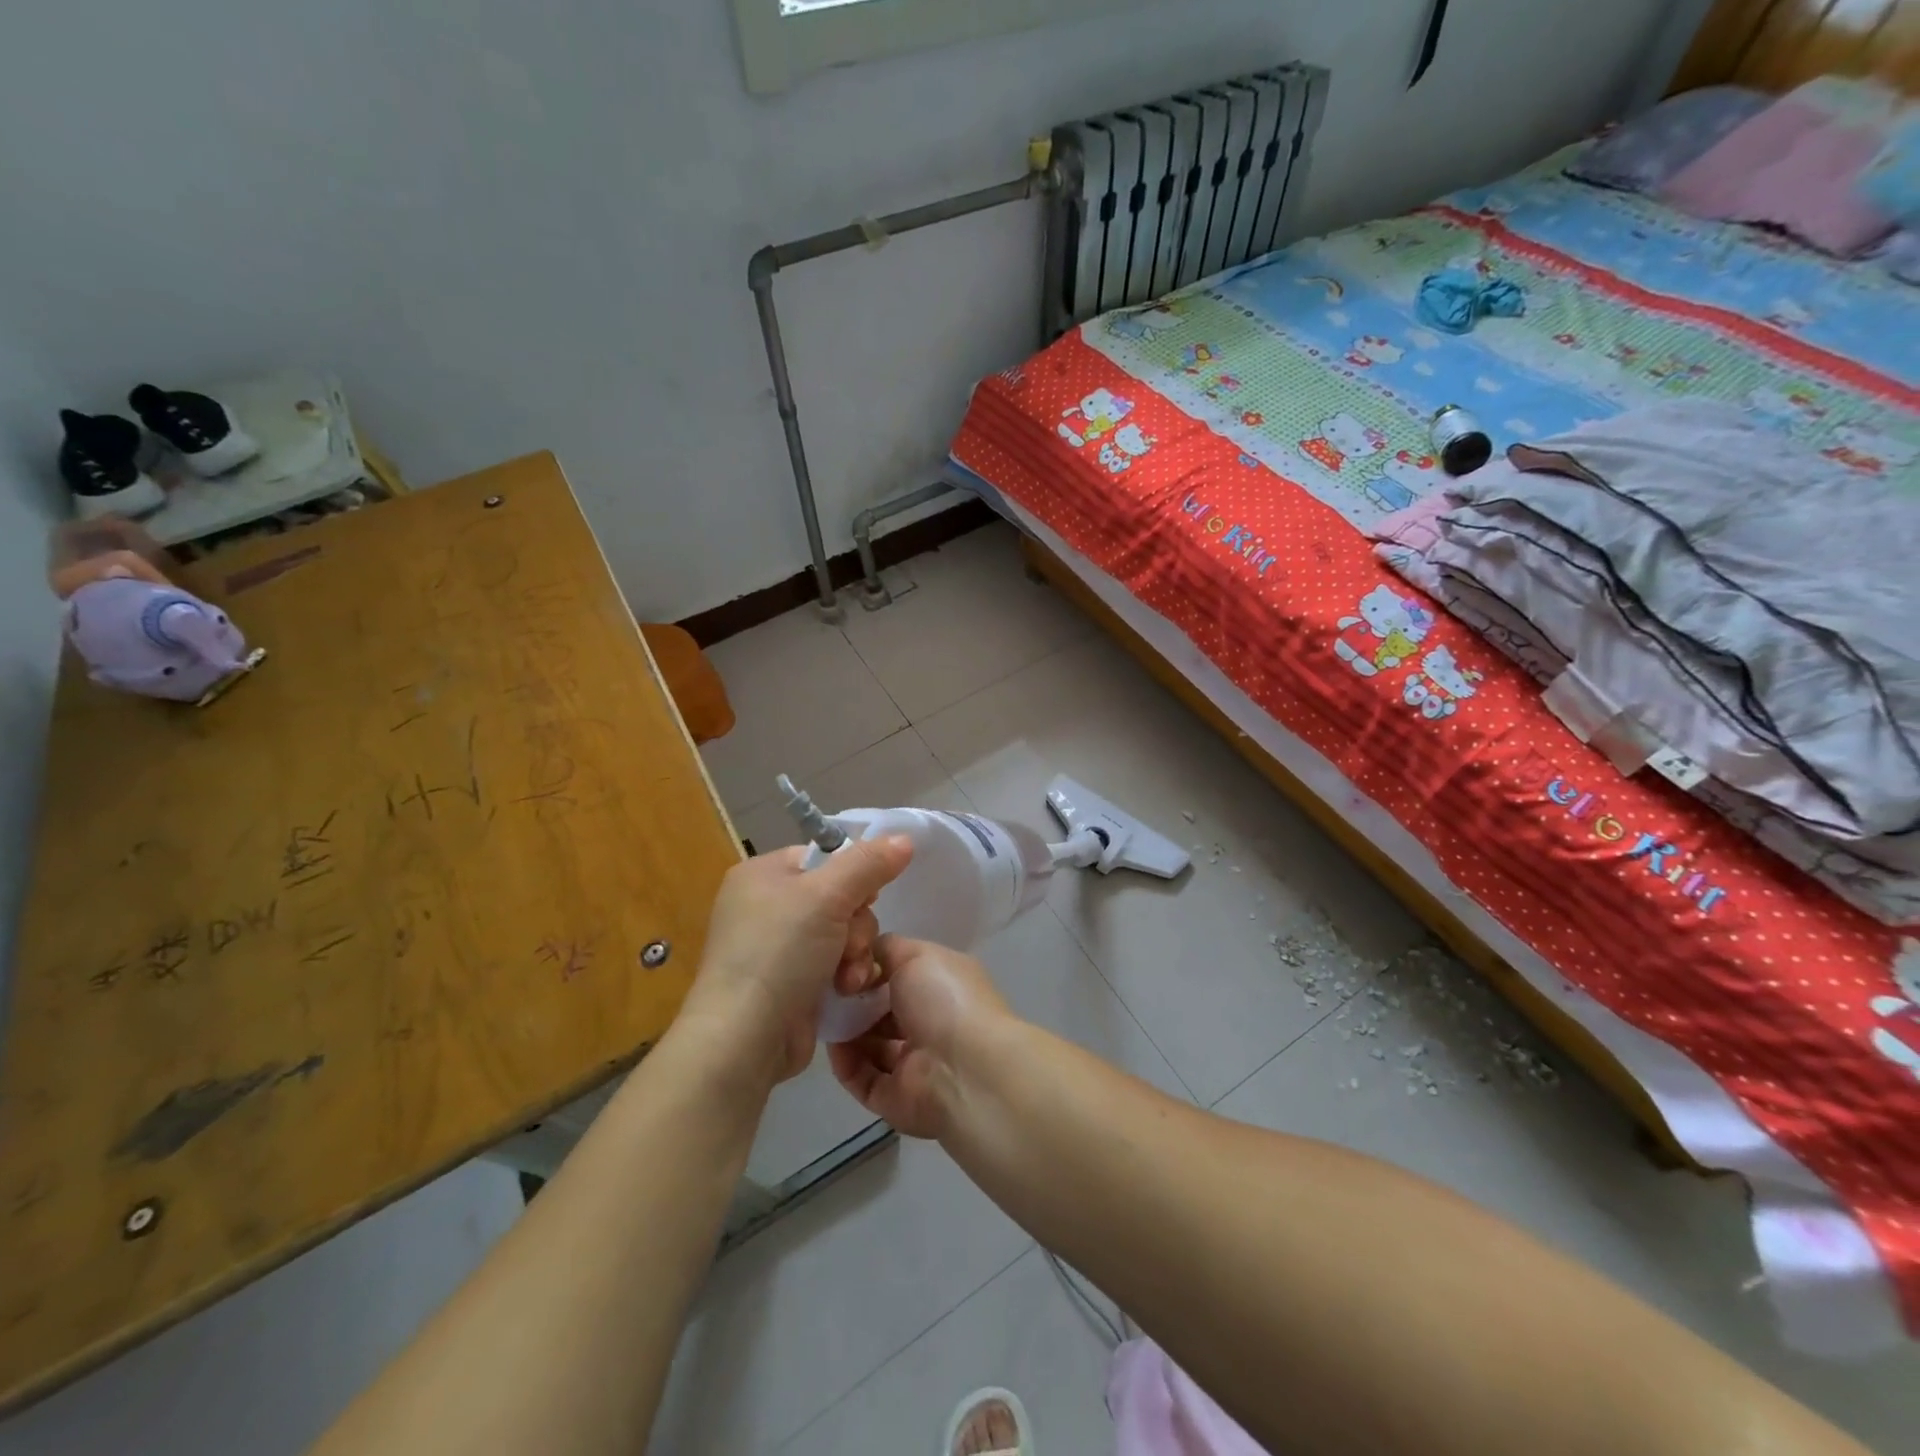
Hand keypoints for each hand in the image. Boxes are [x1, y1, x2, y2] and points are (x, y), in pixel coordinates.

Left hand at [679, 836, 912, 1084]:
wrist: (745, 1038)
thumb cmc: (780, 953)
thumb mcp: (828, 896)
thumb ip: (869, 863)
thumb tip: (905, 838)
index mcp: (762, 875)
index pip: (823, 857)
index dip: (854, 874)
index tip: (869, 895)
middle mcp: (766, 906)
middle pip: (839, 897)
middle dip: (856, 925)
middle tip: (850, 945)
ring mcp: (776, 948)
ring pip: (842, 933)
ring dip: (855, 954)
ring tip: (848, 978)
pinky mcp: (789, 983)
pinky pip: (833, 964)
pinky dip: (844, 976)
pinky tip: (845, 991)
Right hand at [827, 935, 1010, 1138]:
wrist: (965, 1070)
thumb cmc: (945, 1001)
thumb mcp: (918, 955)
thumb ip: (888, 949)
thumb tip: (866, 955)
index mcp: (941, 988)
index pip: (901, 976)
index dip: (873, 969)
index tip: (846, 965)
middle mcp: (929, 1024)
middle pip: (882, 1011)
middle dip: (855, 1001)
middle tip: (829, 992)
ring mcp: (913, 1064)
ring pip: (870, 1046)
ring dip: (846, 1031)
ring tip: (826, 1016)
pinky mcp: (894, 1098)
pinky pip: (861, 1078)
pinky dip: (845, 1062)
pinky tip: (833, 1045)